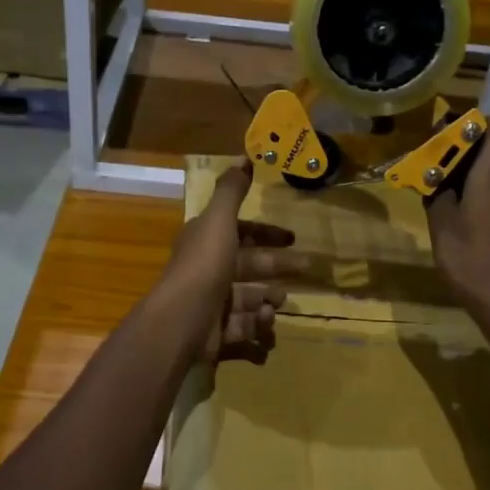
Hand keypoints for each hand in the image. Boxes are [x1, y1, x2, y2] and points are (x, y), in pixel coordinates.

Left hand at [156, 161, 298, 363]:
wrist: (182, 321)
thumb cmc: (204, 266)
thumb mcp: (219, 221)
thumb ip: (232, 191)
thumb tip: (244, 156)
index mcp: (206, 241)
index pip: (240, 233)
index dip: (265, 233)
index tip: (293, 237)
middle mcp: (207, 270)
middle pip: (248, 265)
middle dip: (277, 265)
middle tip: (307, 267)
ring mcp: (211, 303)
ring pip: (247, 297)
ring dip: (268, 297)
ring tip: (282, 301)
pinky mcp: (216, 333)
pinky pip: (243, 327)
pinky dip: (258, 324)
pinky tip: (268, 321)